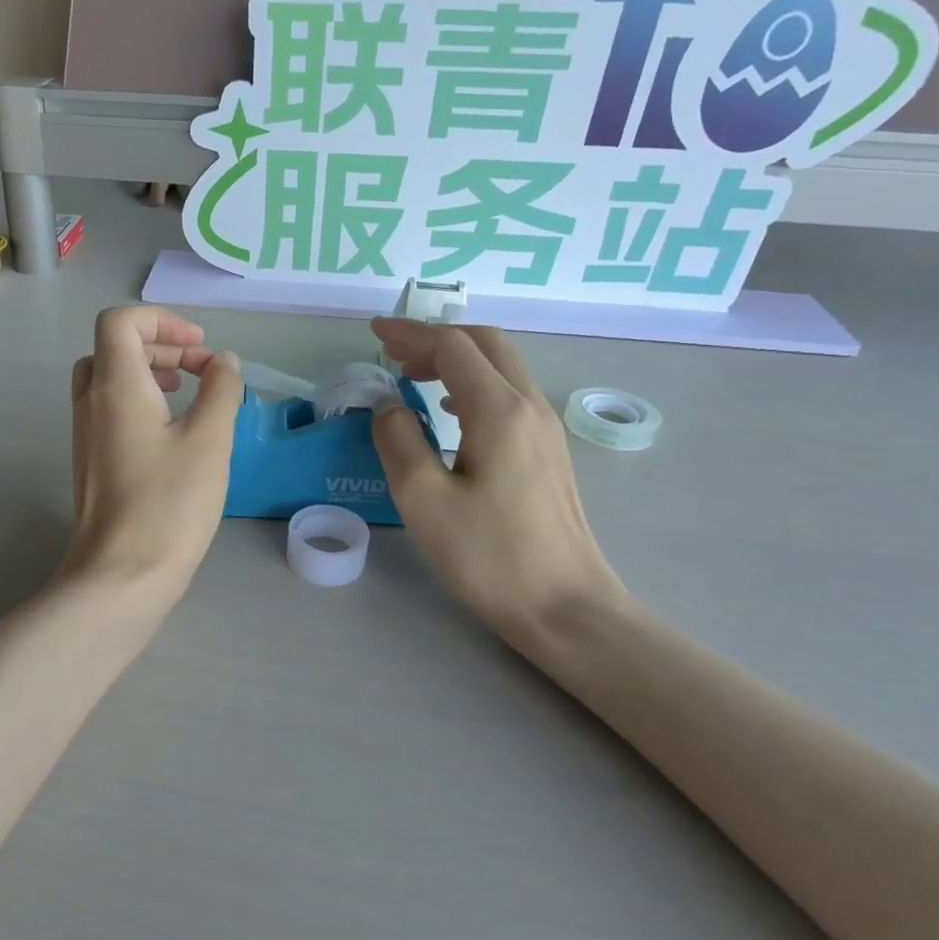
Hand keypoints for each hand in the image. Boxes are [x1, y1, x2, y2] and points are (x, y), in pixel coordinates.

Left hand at [63, 306, 242, 600]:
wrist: (122, 575)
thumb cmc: (169, 504)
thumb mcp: (209, 440)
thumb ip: (221, 390)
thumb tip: (224, 363)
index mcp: (115, 386)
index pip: (120, 321)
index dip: (161, 320)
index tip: (199, 347)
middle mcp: (91, 402)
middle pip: (113, 347)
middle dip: (161, 345)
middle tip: (202, 367)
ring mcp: (86, 434)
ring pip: (109, 379)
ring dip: (149, 373)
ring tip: (189, 392)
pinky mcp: (92, 462)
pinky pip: (111, 410)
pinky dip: (140, 402)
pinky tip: (174, 432)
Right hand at [370, 318, 625, 648]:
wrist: (565, 606)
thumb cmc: (490, 556)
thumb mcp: (424, 501)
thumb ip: (398, 441)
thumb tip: (388, 406)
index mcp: (498, 411)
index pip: (452, 346)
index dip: (410, 333)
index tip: (374, 334)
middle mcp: (529, 406)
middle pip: (485, 343)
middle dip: (436, 338)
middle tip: (394, 354)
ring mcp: (545, 428)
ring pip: (501, 366)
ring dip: (456, 360)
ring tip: (413, 377)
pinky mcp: (548, 451)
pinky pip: (509, 394)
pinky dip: (473, 384)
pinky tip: (450, 412)